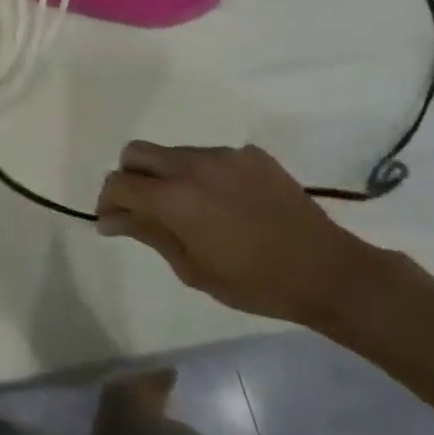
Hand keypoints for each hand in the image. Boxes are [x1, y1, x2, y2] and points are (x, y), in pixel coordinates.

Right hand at [95, 142, 381, 325]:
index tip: (112, 222)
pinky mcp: (250, 154)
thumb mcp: (193, 268)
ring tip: (190, 209)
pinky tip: (225, 204)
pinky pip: (210, 157)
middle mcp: (193, 165)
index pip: (119, 183)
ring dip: (167, 175)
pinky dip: (203, 176)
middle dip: (129, 177)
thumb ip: (149, 233)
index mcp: (175, 198)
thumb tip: (111, 218)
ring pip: (173, 153)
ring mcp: (224, 154)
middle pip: (137, 152)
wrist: (327, 270)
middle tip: (141, 208)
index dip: (107, 201)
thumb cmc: (255, 282)